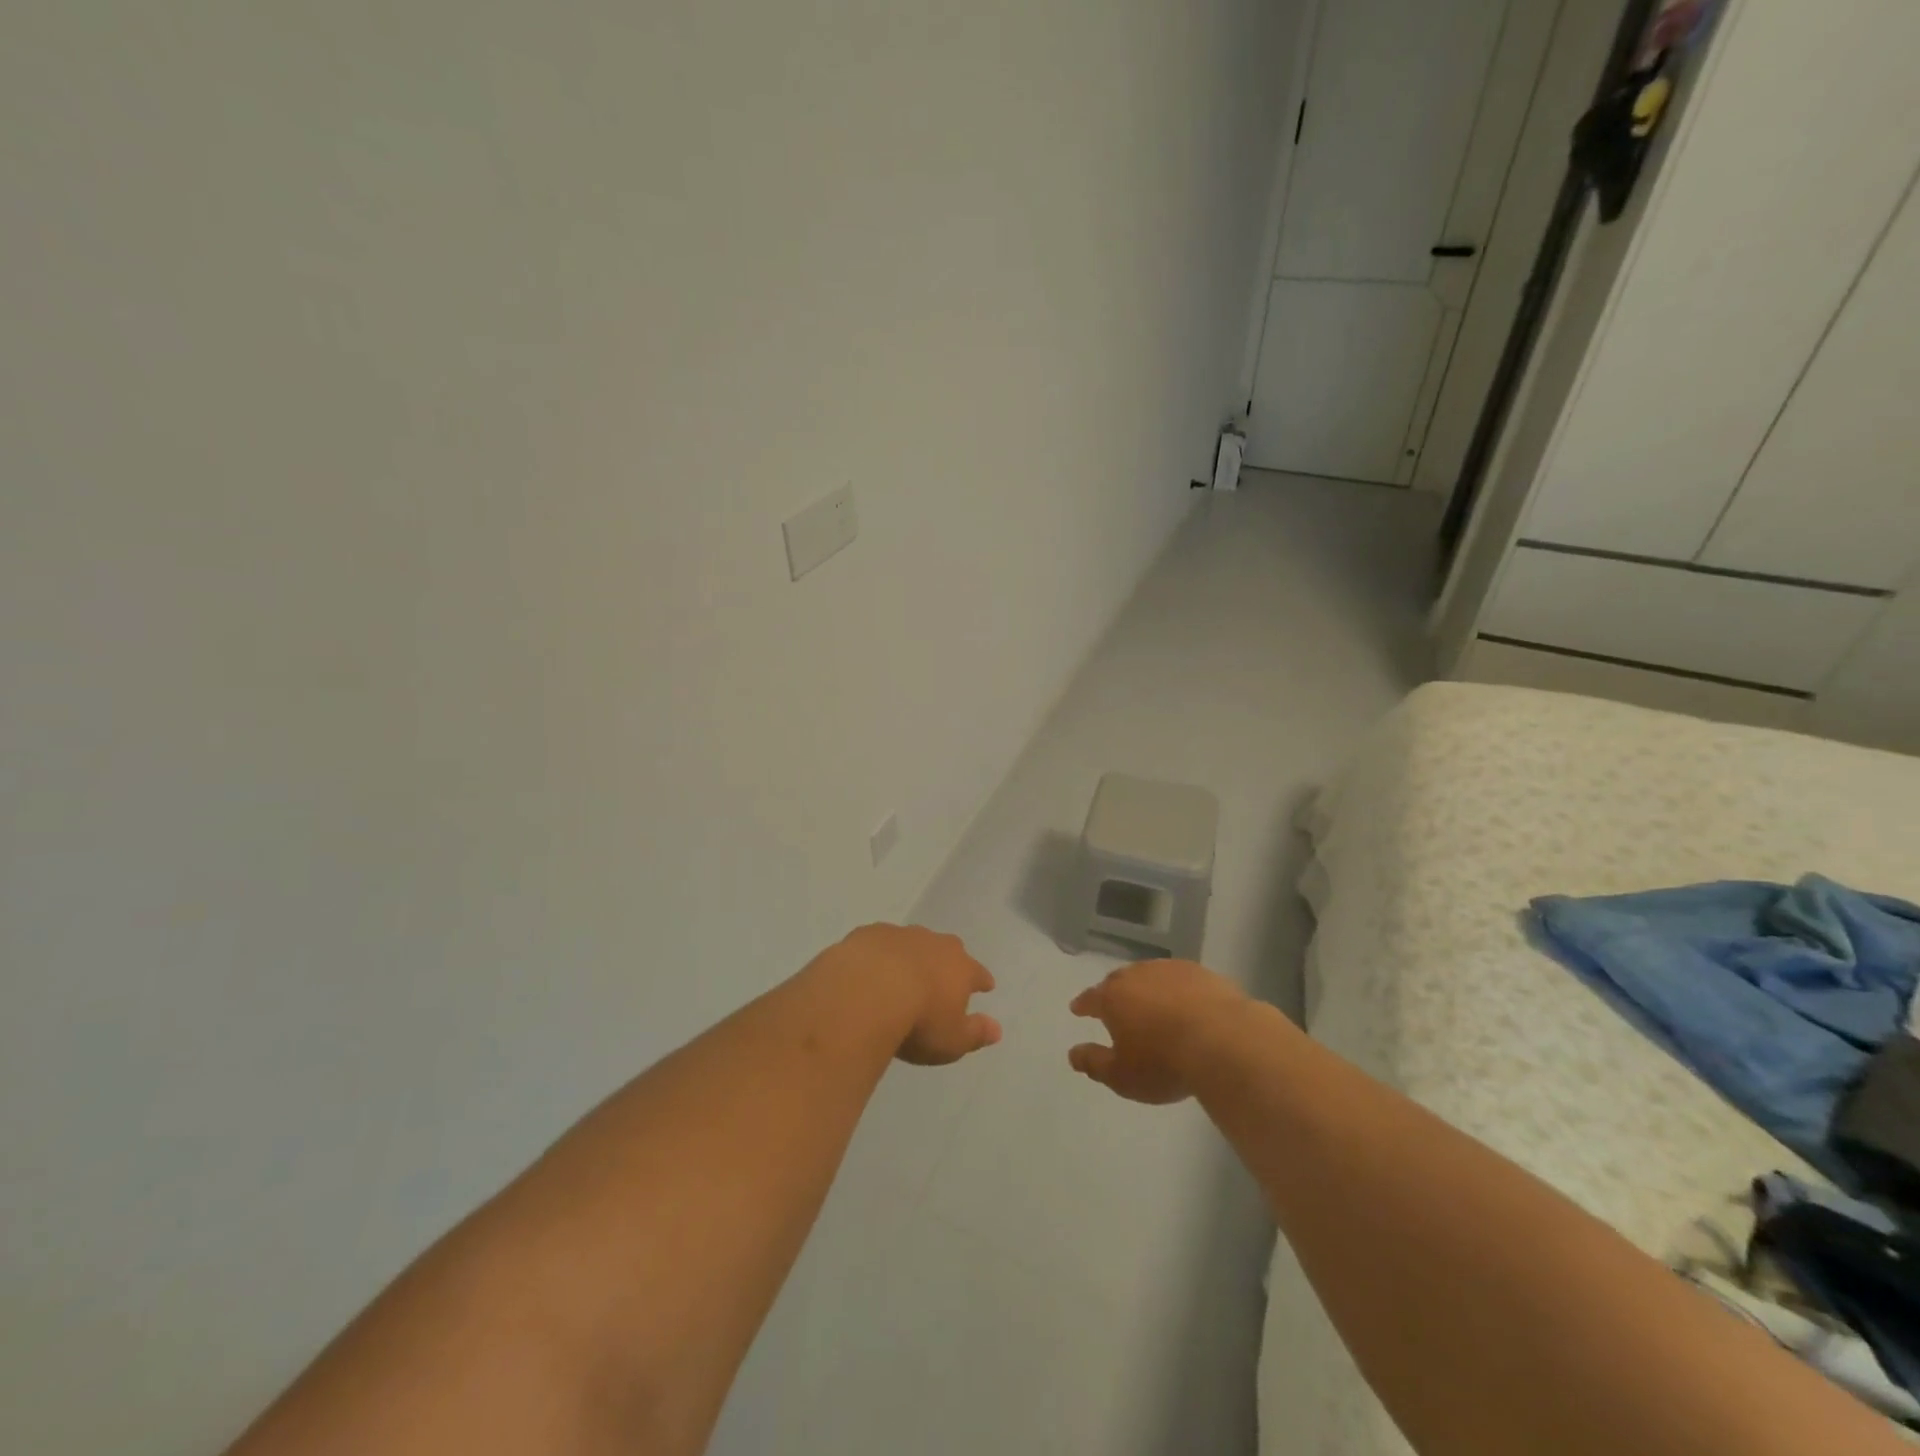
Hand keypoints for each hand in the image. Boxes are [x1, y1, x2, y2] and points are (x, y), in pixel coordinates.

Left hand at [827, 924, 1002, 1065]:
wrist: (866, 991)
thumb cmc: (918, 1022)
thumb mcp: (953, 1041)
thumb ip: (976, 1033)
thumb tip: (997, 1029)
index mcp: (960, 968)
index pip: (978, 973)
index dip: (982, 981)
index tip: (985, 986)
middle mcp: (934, 944)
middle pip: (948, 949)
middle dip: (947, 961)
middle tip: (942, 977)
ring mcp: (901, 935)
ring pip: (912, 942)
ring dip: (910, 956)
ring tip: (901, 975)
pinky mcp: (869, 934)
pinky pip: (879, 942)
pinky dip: (878, 954)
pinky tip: (868, 968)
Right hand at [1068, 960, 1246, 1103]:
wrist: (1224, 1041)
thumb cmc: (1164, 1063)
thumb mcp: (1122, 1076)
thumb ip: (1094, 1063)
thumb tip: (1073, 1053)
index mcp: (1112, 997)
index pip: (1091, 998)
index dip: (1083, 1005)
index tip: (1077, 1009)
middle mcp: (1137, 975)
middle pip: (1119, 981)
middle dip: (1114, 993)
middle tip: (1114, 1006)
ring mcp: (1170, 970)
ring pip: (1150, 976)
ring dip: (1146, 988)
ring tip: (1151, 1004)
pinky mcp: (1201, 973)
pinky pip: (1180, 979)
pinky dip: (1176, 990)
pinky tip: (1184, 1002)